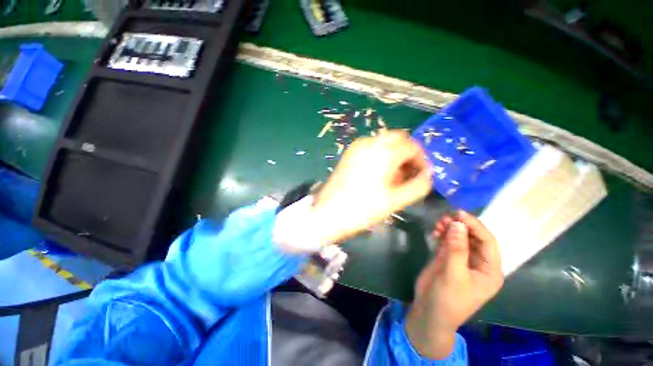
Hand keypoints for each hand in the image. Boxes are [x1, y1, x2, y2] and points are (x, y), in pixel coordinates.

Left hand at [312, 130, 431, 244]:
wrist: (328, 213)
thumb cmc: (362, 209)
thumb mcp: (395, 201)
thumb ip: (418, 186)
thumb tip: (428, 174)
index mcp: (384, 153)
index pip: (412, 146)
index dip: (421, 159)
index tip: (420, 174)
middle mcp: (370, 143)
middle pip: (398, 138)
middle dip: (407, 152)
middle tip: (408, 171)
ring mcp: (356, 147)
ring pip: (383, 140)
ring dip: (393, 152)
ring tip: (392, 174)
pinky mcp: (348, 153)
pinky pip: (370, 146)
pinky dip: (379, 153)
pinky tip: (377, 171)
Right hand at [405, 211, 503, 358]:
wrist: (429, 312)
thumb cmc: (448, 299)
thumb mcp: (454, 275)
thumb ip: (456, 249)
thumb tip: (457, 223)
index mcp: (490, 270)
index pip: (488, 242)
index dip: (475, 226)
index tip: (459, 213)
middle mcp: (478, 263)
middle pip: (473, 237)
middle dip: (461, 226)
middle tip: (444, 218)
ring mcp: (461, 260)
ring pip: (459, 238)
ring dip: (450, 228)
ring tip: (438, 224)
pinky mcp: (447, 258)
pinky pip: (447, 241)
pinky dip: (441, 234)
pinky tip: (435, 231)